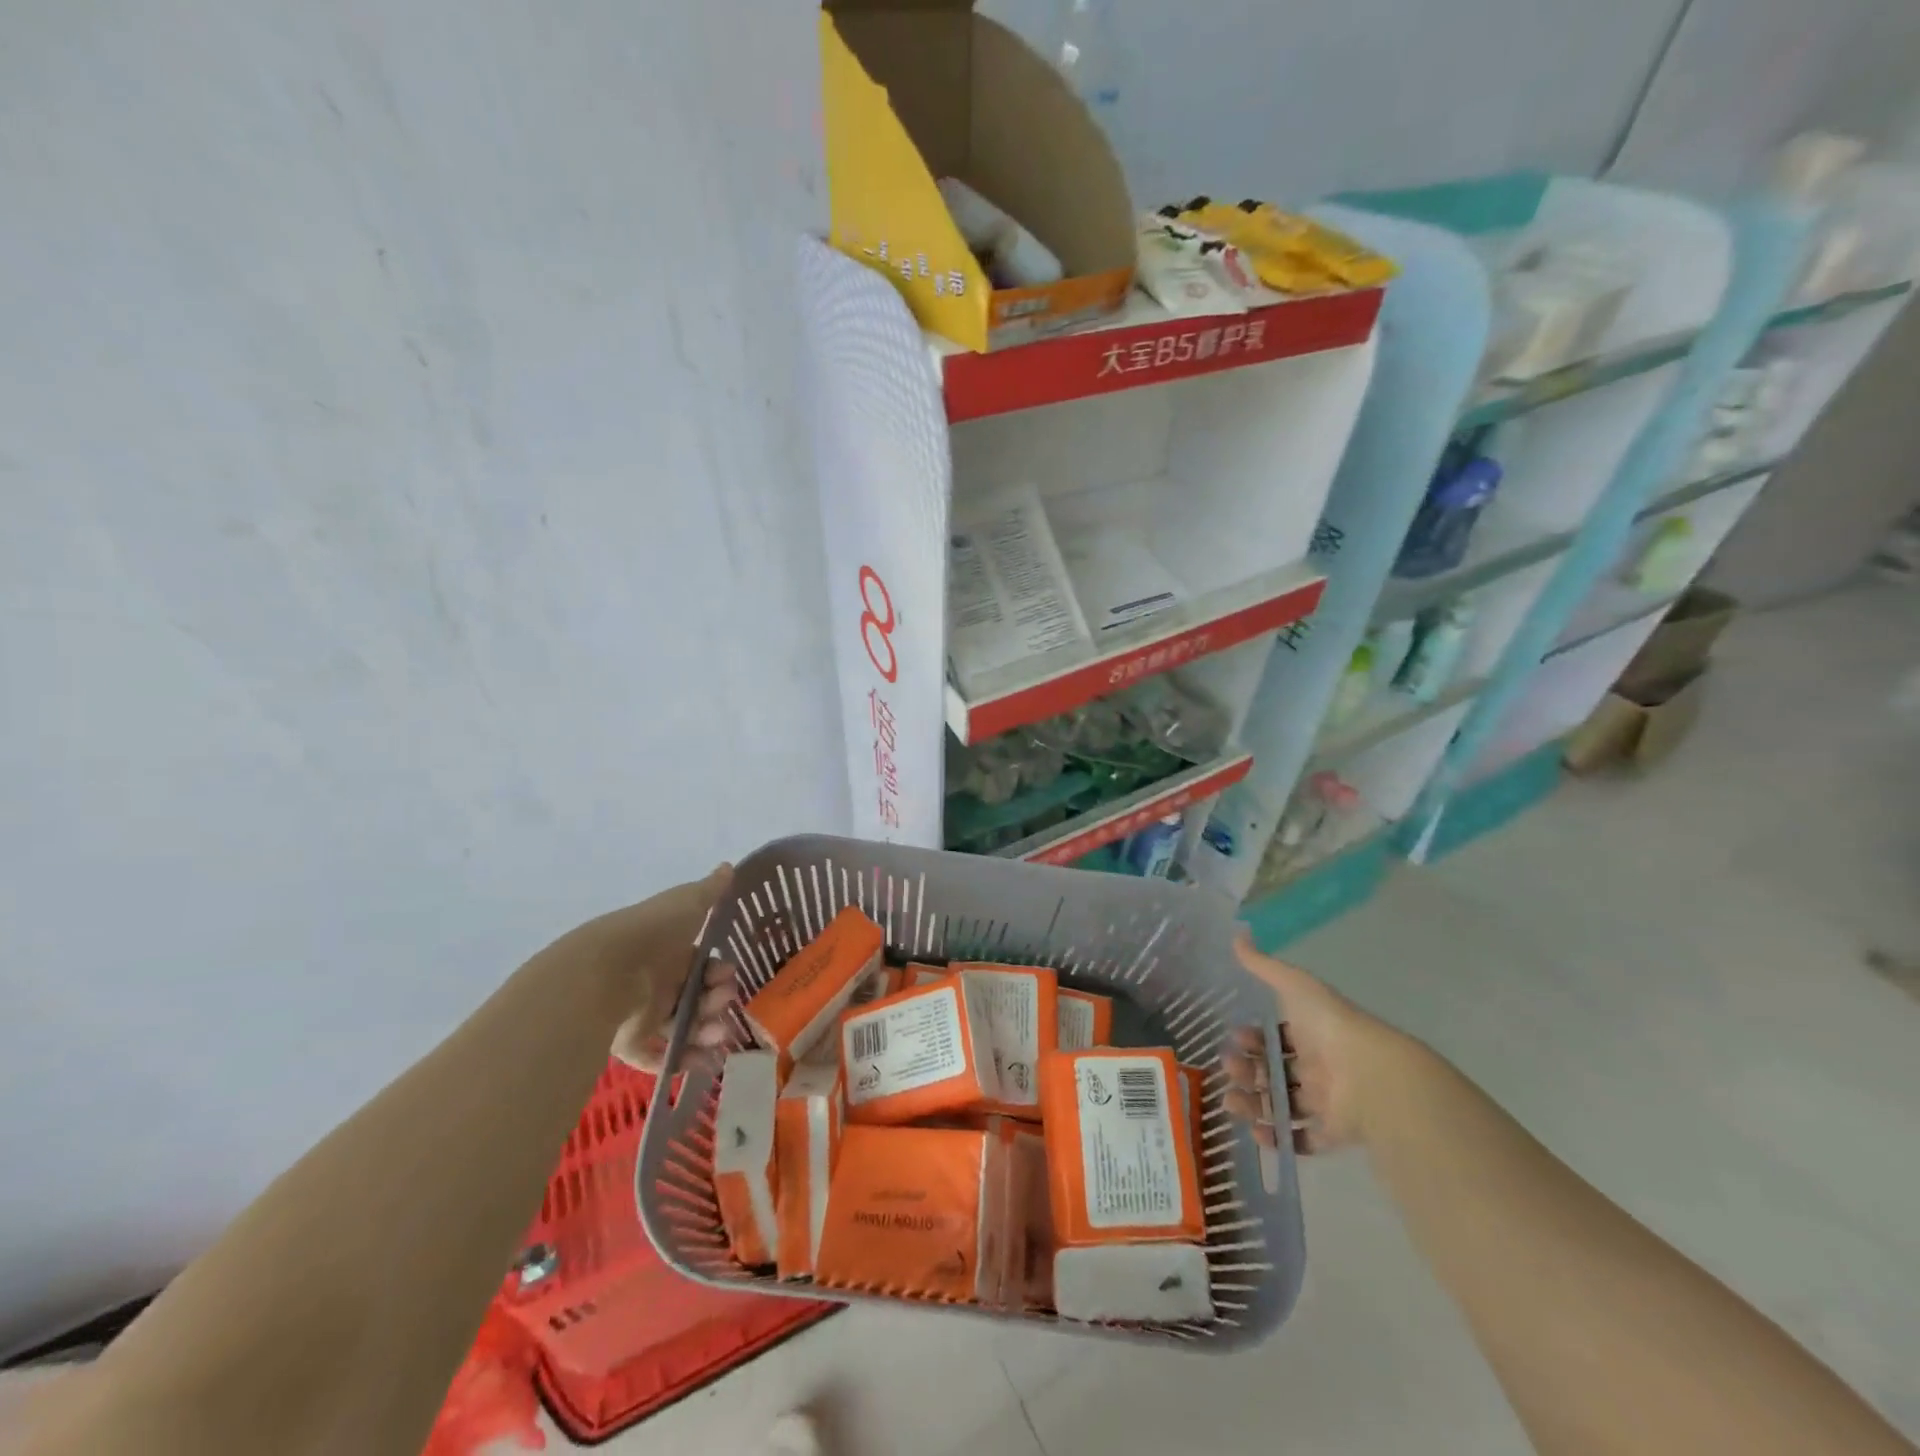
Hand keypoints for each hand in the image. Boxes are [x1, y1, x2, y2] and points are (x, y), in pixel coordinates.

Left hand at [568, 865, 739, 1074]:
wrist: (606, 971)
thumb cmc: (652, 933)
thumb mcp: (686, 903)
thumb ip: (711, 890)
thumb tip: (729, 865)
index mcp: (669, 953)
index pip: (702, 967)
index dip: (719, 972)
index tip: (729, 975)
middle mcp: (657, 983)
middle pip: (696, 998)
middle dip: (717, 1003)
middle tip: (724, 1004)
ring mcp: (642, 1014)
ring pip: (682, 1028)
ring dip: (706, 1033)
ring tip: (717, 1037)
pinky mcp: (628, 1043)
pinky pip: (657, 1057)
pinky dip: (680, 1061)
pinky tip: (701, 1061)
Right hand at [1222, 928, 1409, 1153]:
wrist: (1371, 1075)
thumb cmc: (1329, 1026)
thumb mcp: (1293, 985)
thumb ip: (1263, 965)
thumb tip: (1237, 933)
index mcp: (1309, 1033)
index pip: (1274, 1037)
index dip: (1251, 1039)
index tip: (1235, 1038)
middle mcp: (1316, 1066)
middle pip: (1273, 1071)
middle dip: (1245, 1071)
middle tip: (1229, 1070)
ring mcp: (1326, 1101)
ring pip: (1281, 1103)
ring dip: (1253, 1104)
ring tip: (1231, 1104)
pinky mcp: (1333, 1132)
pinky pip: (1303, 1139)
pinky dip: (1280, 1139)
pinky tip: (1258, 1132)